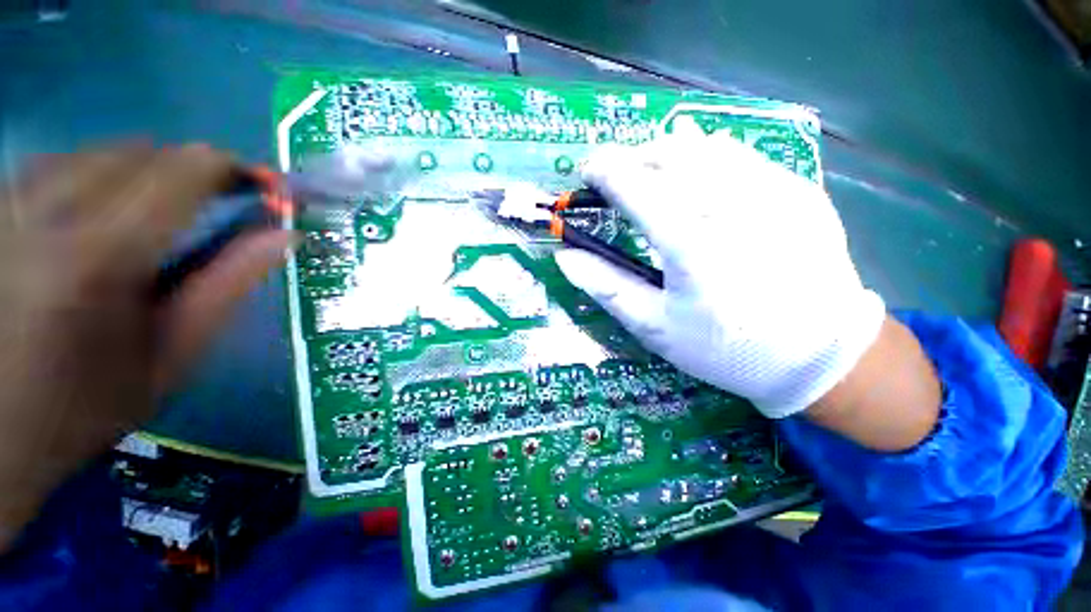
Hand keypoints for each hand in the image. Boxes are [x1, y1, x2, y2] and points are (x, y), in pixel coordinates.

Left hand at [0, 143, 293, 547]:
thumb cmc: (87, 403)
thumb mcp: (172, 353)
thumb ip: (229, 284)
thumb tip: (286, 234)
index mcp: (100, 253)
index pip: (186, 170)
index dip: (235, 170)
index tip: (264, 189)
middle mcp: (47, 207)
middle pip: (145, 151)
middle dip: (191, 173)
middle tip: (214, 211)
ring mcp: (11, 199)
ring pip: (104, 151)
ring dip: (146, 177)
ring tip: (154, 222)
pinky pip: (64, 163)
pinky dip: (101, 180)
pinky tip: (98, 221)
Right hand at [554, 132, 886, 418]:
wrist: (818, 355)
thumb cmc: (726, 348)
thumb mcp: (655, 327)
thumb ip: (607, 287)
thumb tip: (565, 256)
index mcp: (692, 246)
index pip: (636, 187)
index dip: (605, 171)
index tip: (588, 171)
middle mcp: (733, 207)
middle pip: (669, 154)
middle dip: (632, 157)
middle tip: (617, 177)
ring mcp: (773, 191)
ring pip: (704, 145)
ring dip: (666, 151)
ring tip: (650, 172)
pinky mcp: (798, 190)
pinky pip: (740, 155)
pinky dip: (705, 155)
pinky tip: (695, 175)